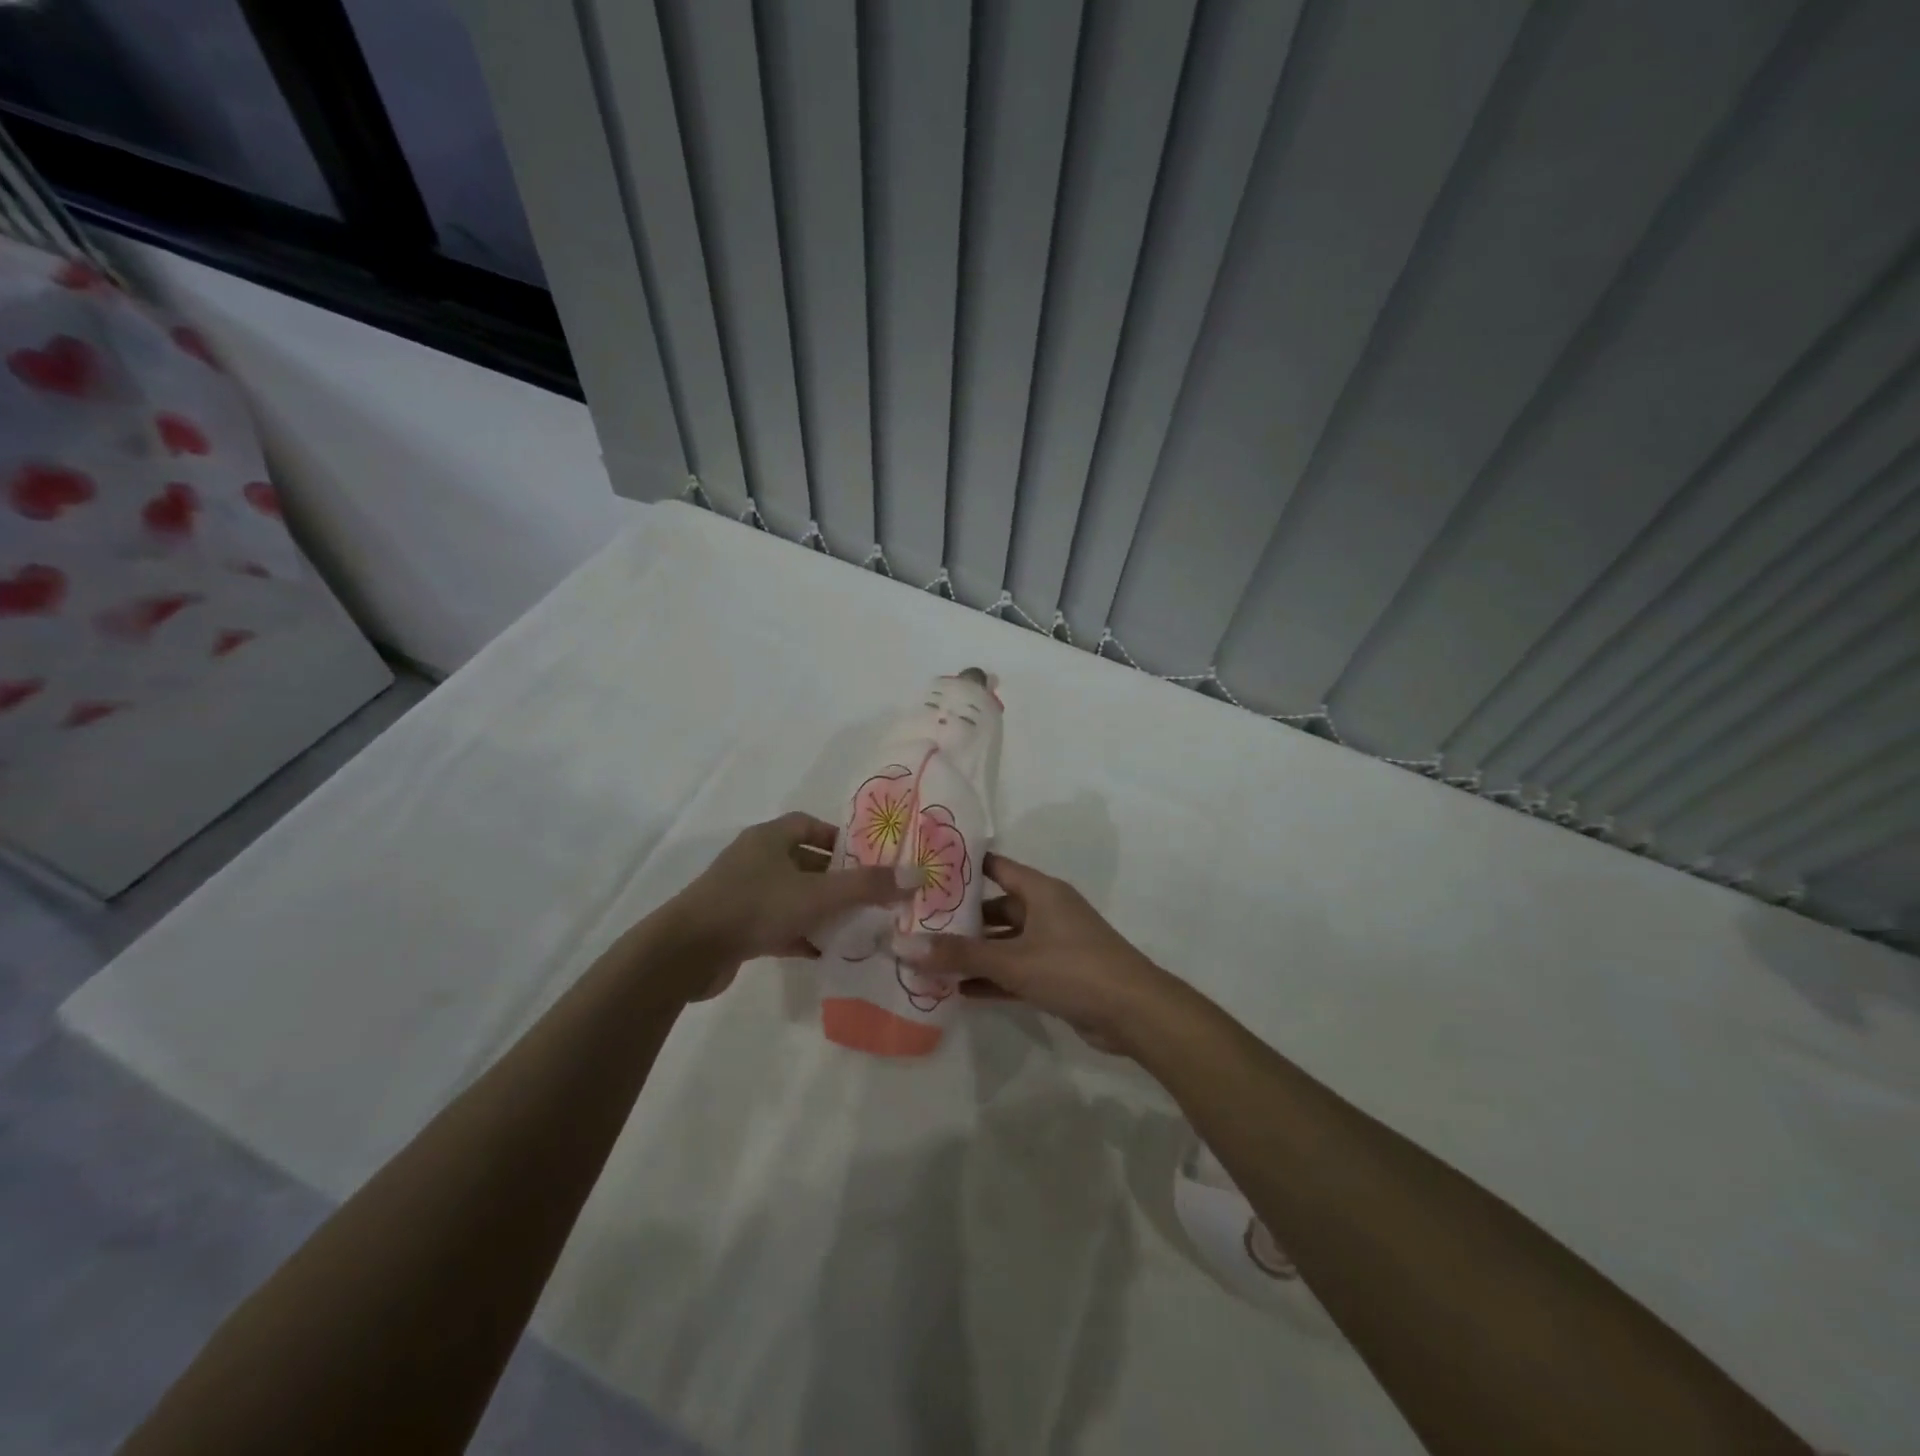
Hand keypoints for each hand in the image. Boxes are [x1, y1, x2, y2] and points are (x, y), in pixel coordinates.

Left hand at [666, 812, 911, 999]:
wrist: (687, 952)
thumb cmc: (754, 906)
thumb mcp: (818, 894)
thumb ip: (867, 886)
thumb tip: (916, 875)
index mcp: (770, 838)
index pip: (809, 825)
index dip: (839, 838)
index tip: (867, 859)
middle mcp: (755, 860)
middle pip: (804, 861)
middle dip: (835, 878)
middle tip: (869, 895)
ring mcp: (742, 894)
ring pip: (792, 895)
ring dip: (820, 909)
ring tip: (856, 925)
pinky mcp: (736, 927)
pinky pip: (777, 925)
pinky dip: (800, 934)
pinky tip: (825, 952)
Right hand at [893, 854, 1176, 1055]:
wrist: (1133, 1012)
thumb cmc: (1073, 968)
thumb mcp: (1012, 960)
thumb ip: (959, 954)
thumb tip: (903, 946)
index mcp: (1041, 891)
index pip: (995, 867)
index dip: (963, 868)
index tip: (925, 872)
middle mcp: (1046, 911)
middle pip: (995, 907)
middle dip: (961, 919)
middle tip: (917, 924)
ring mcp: (1052, 944)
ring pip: (1004, 942)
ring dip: (973, 953)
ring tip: (929, 960)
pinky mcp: (1057, 975)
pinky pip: (1015, 970)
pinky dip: (991, 978)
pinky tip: (959, 991)